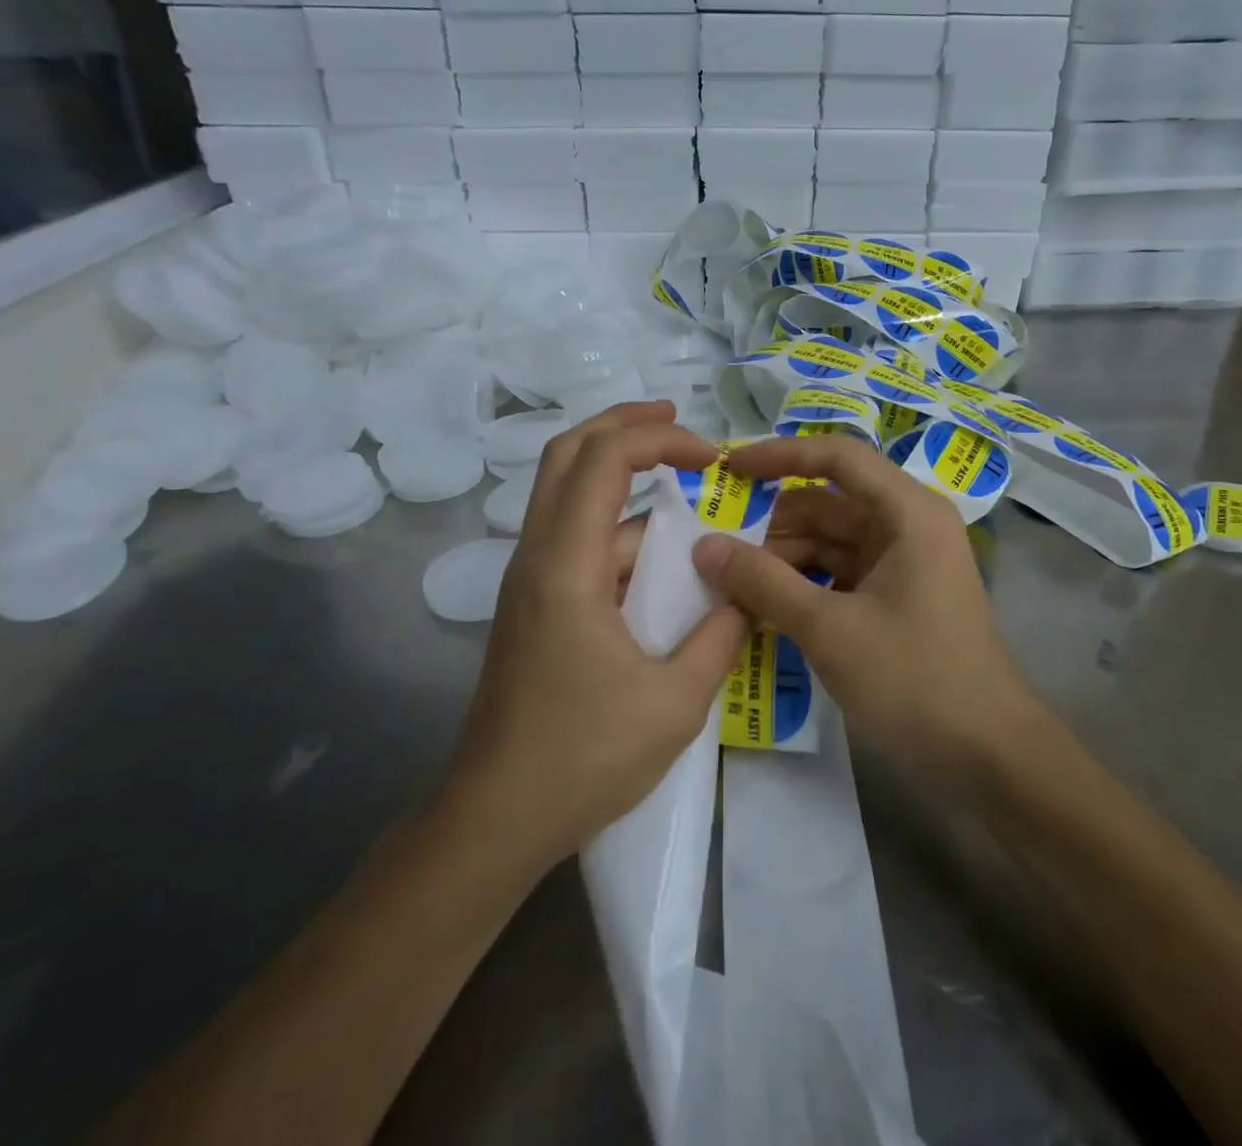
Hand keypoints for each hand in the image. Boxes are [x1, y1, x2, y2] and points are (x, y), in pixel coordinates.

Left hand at [451, 401, 748, 865]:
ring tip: (687, 490)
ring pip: (568, 494)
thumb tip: (747, 594)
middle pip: (568, 454)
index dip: (659, 438)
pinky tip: (665, 562)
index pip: (603, 459)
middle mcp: (537, 557)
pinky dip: (621, 530)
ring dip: (623, 477)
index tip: (713, 456)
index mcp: (565, 566)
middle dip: (625, 426)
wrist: (494, 820)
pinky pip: (579, 541)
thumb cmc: (581, 760)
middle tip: (680, 423)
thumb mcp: (674, 702)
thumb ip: (720, 636)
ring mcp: (531, 580)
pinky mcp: (535, 605)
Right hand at [691, 435, 1044, 783]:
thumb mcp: (830, 629)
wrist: (989, 758)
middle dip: (772, 525)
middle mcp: (907, 525)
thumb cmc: (916, 679)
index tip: (727, 468)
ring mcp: (902, 563)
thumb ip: (763, 582)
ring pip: (828, 541)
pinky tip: (764, 609)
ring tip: (731, 588)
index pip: (836, 457)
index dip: (779, 454)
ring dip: (782, 560)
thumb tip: (703, 546)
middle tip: (715, 551)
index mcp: (907, 512)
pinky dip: (802, 585)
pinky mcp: (895, 597)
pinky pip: (838, 574)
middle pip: (827, 503)